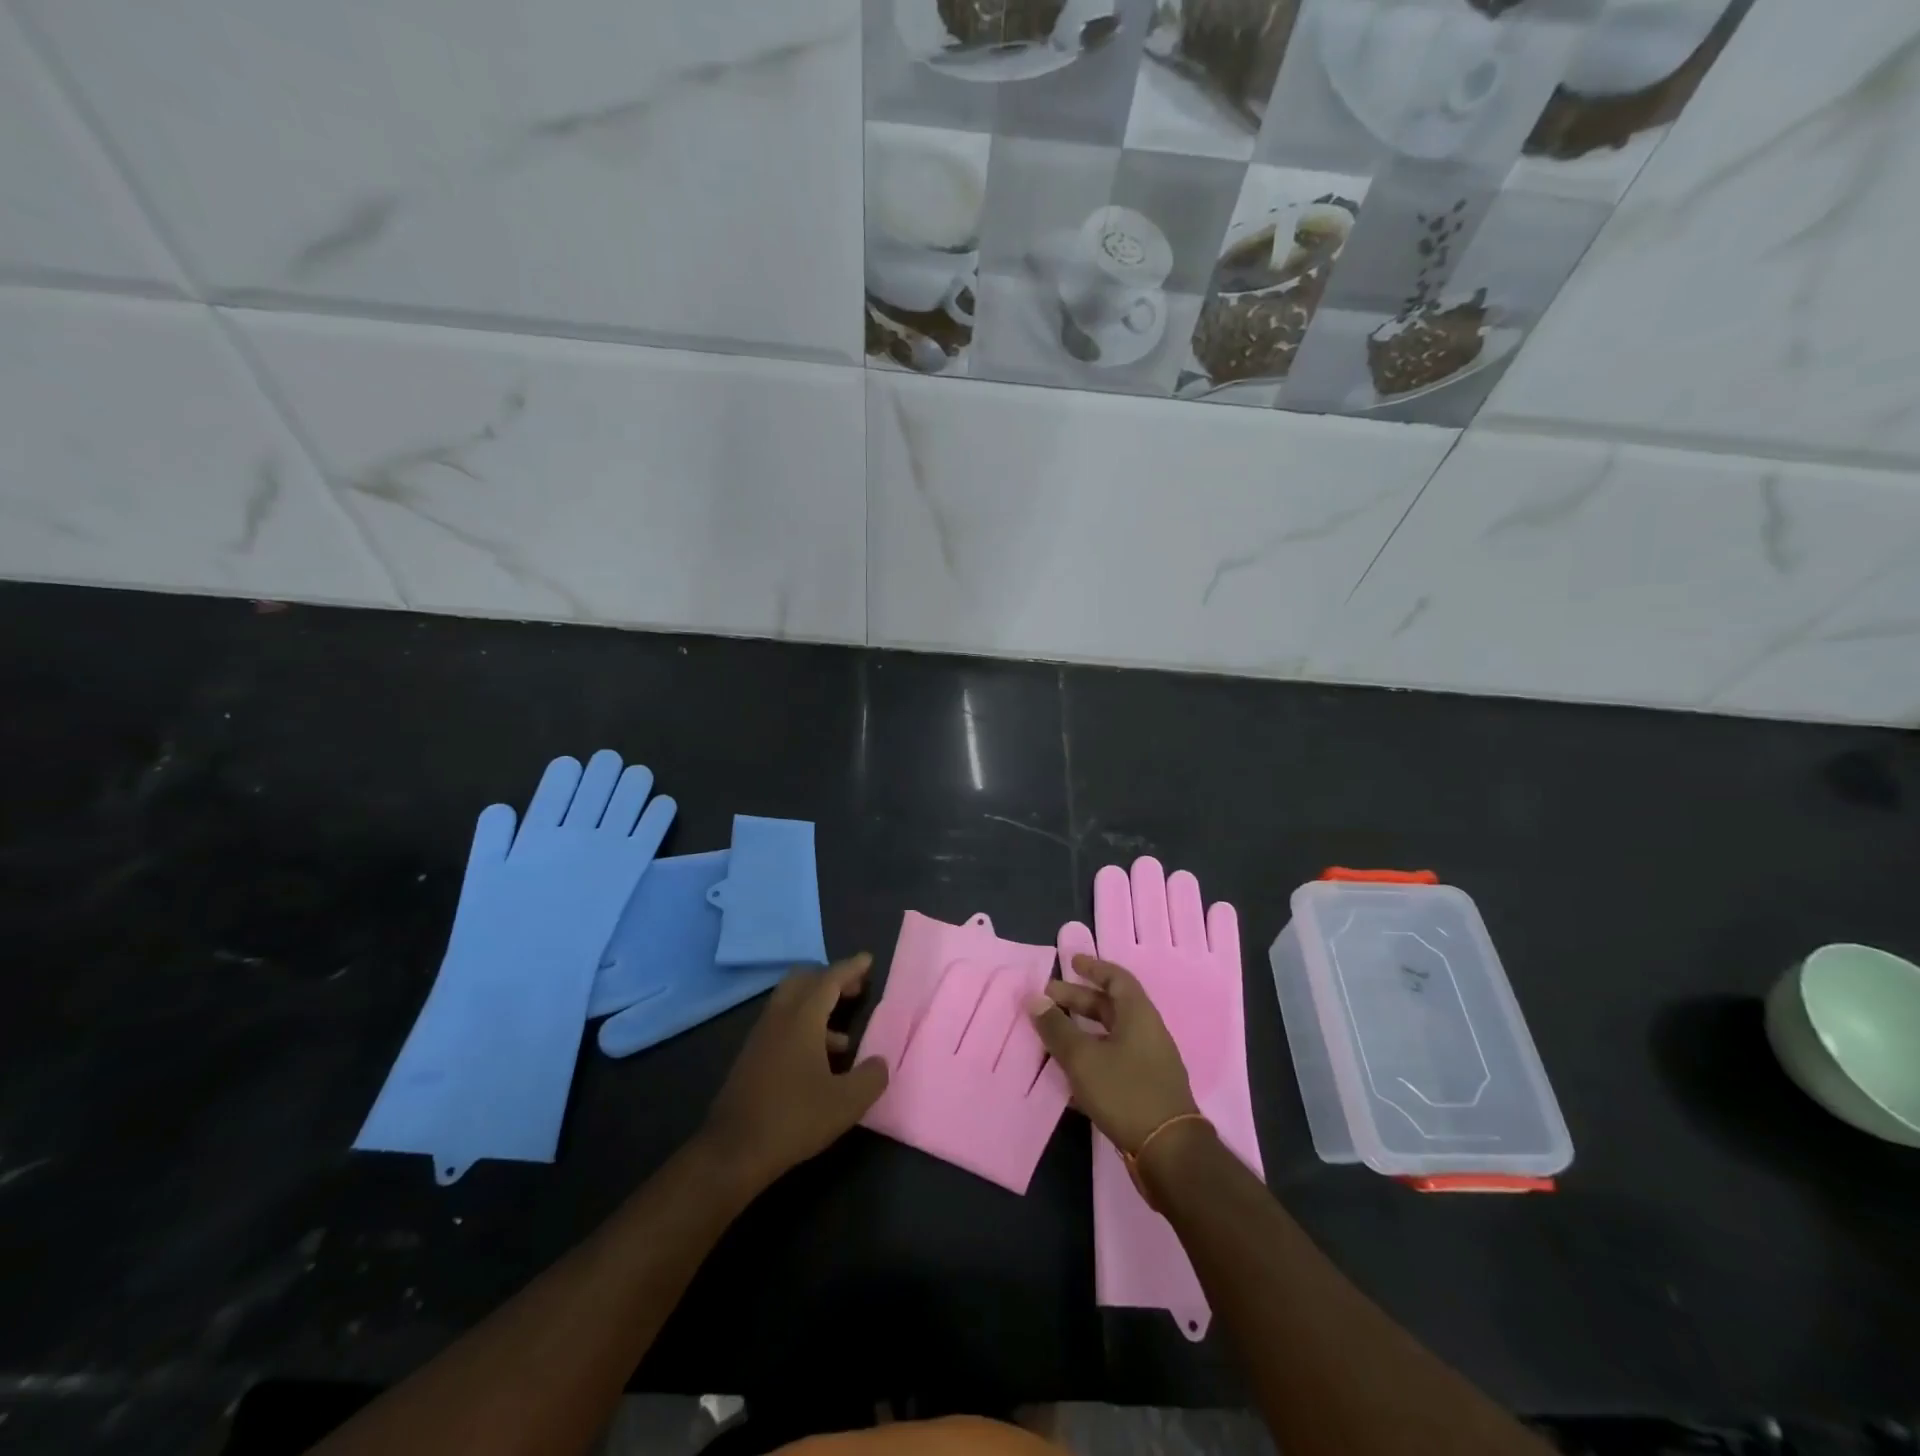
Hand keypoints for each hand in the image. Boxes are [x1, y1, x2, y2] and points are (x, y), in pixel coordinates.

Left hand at [700, 954, 888, 1191]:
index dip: (851, 968)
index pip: (829, 979)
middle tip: (855, 990)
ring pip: (790, 1002)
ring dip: (817, 1006)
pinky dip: (803, 1026)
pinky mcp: (751, 1057)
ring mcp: (760, 1037)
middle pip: (803, 979)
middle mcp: (779, 1018)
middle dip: (831, 979)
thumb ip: (871, 1077)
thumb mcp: (846, 1103)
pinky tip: (817, 1062)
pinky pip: (781, 1024)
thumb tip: (880, 1063)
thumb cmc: (794, 1119)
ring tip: (843, 1039)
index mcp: (802, 1018)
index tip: (868, 960)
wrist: (732, 1151)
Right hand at [1027, 955, 1198, 1154]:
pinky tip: (1066, 1073)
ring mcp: (1148, 1062)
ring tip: (1051, 1034)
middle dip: (1078, 1000)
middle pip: (1110, 1006)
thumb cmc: (1125, 1092)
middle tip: (1047, 998)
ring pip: (1110, 1036)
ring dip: (1081, 1031)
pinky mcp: (1144, 1089)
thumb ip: (1056, 1028)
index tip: (1070, 962)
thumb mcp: (1083, 1058)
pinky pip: (1113, 1061)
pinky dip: (1090, 1058)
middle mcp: (1146, 1032)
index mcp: (1138, 1014)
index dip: (1093, 967)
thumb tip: (1035, 999)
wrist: (1168, 1152)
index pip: (1116, 978)